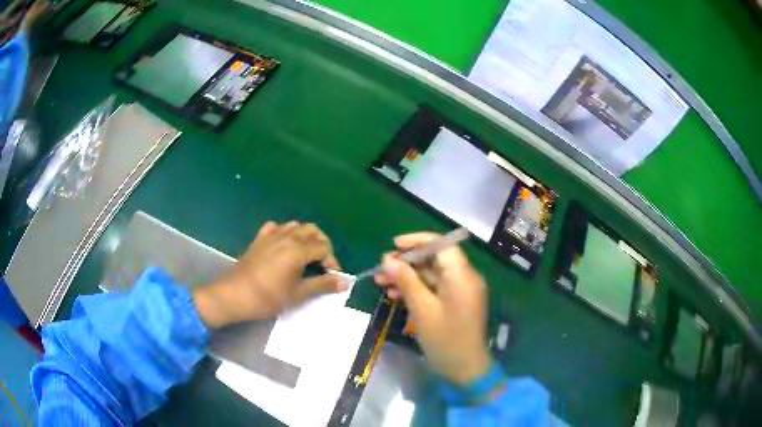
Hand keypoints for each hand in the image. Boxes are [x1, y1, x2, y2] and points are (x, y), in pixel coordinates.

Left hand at [193, 221, 345, 328]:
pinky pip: (276, 227)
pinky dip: (285, 233)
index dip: (332, 261)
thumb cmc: (268, 298)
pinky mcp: (259, 239)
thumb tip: (344, 282)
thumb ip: (322, 285)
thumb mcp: (298, 295)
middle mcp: (287, 237)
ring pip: (295, 226)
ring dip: (305, 237)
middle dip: (322, 244)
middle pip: (312, 230)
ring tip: (306, 255)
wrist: (235, 295)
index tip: (332, 277)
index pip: (324, 247)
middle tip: (322, 263)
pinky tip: (284, 246)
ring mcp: (271, 235)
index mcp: (298, 250)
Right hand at [374, 233, 490, 384]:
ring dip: (407, 276)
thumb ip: (407, 282)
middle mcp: (464, 278)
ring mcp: (459, 291)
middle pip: (434, 259)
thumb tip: (388, 260)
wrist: (465, 369)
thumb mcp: (422, 310)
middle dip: (407, 262)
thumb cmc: (445, 339)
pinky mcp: (454, 302)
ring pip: (431, 274)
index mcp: (461, 276)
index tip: (394, 246)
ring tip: (381, 282)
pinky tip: (394, 295)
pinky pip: (434, 288)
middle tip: (381, 268)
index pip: (441, 245)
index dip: (417, 241)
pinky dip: (415, 289)